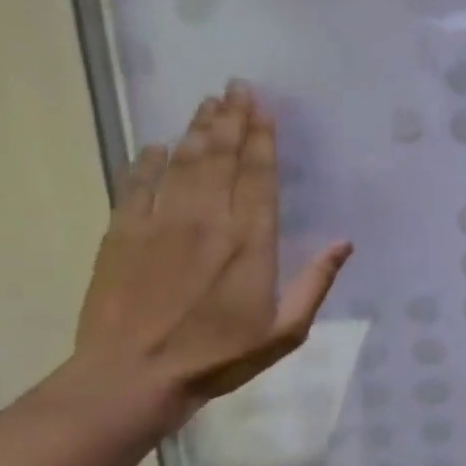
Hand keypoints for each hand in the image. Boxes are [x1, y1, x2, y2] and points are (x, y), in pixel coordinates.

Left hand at [71, 81, 351, 431]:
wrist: (132, 377)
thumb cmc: (219, 357)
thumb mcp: (285, 331)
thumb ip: (315, 283)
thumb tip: (344, 243)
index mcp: (250, 242)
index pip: (258, 176)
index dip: (262, 138)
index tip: (264, 108)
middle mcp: (207, 220)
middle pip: (220, 157)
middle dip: (231, 119)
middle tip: (236, 87)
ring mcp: (160, 222)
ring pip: (182, 161)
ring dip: (197, 129)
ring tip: (208, 102)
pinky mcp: (121, 232)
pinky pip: (137, 183)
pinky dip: (148, 160)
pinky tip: (158, 145)